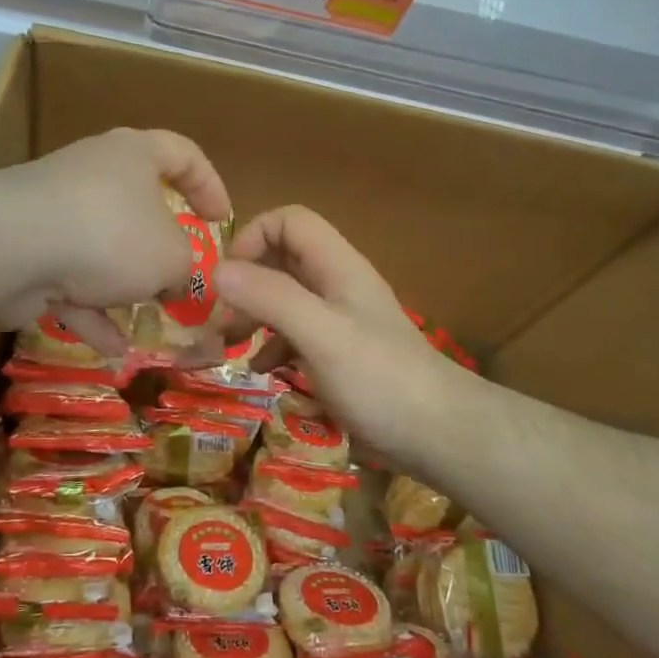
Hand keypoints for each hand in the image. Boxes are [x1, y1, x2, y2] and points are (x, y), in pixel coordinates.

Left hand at [0, 128, 230, 352]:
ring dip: (125, 287)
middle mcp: (95, 175)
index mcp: (134, 155)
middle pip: (139, 206)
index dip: (210, 185)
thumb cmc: (111, 234)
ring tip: (150, 323)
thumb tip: (179, 281)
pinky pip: (70, 281)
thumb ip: (187, 269)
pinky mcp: (29, 250)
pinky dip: (92, 312)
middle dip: (161, 250)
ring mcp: (57, 213)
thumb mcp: (172, 256)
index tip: (222, 221)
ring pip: (102, 250)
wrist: (14, 246)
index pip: (183, 154)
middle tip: (182, 279)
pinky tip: (114, 349)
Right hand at [214, 205, 473, 467]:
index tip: (229, 279)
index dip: (254, 237)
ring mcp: (340, 320)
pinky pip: (296, 335)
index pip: (289, 221)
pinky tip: (261, 370)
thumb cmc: (380, 379)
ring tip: (227, 346)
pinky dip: (272, 345)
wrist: (441, 436)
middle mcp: (337, 285)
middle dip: (245, 283)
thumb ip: (271, 298)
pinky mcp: (341, 354)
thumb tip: (217, 270)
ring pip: (285, 298)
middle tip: (218, 321)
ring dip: (252, 315)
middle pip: (282, 260)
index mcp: (336, 266)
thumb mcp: (321, 335)